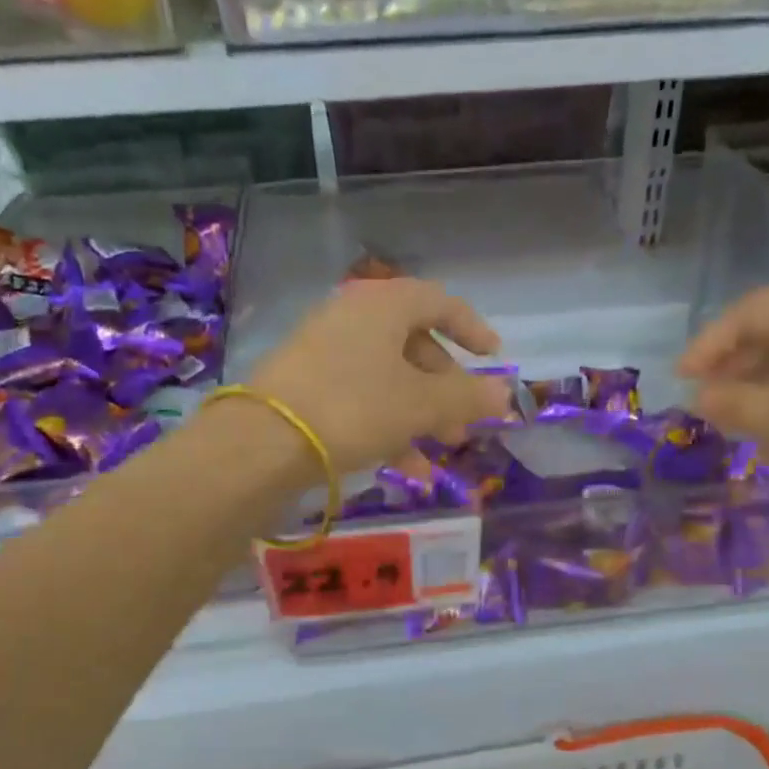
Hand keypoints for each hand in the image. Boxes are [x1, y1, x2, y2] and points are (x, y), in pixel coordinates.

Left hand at [248, 278, 513, 472]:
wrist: (263, 443)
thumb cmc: (354, 408)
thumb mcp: (421, 404)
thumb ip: (467, 397)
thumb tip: (506, 394)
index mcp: (383, 305)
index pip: (439, 302)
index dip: (472, 329)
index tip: (493, 358)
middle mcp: (352, 318)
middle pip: (414, 345)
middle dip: (446, 387)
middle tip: (464, 422)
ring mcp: (324, 351)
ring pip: (389, 376)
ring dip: (421, 412)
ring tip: (440, 450)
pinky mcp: (305, 385)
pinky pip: (361, 397)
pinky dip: (388, 424)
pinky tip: (405, 467)